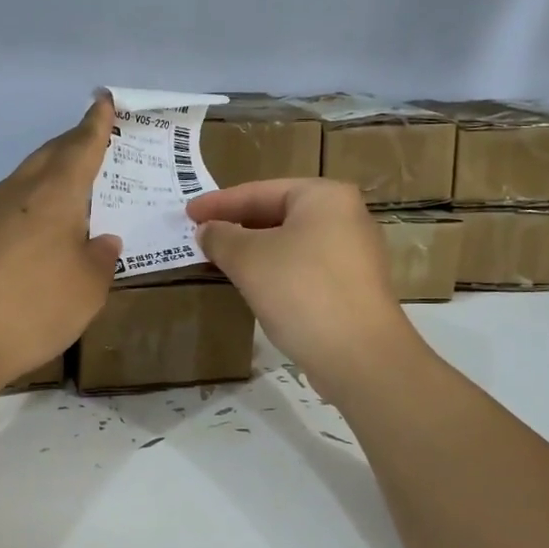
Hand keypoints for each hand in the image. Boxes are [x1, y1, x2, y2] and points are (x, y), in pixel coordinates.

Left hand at [0, 97, 121, 392]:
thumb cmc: (31, 311)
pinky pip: (4, 207)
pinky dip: (27, 207)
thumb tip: (101, 240)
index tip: (103, 100)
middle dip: (72, 143)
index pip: (80, 148)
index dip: (95, 124)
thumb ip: (100, 259)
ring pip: (22, 180)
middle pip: (47, 156)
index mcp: (53, 196)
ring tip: (67, 192)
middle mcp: (16, 193)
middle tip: (92, 139)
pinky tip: (31, 234)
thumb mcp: (87, 291)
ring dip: (47, 176)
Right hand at [187, 178, 418, 398]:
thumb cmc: (301, 291)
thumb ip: (221, 237)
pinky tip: (255, 285)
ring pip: (292, 242)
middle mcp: (346, 216)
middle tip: (202, 235)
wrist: (360, 356)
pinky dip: (276, 270)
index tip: (188, 213)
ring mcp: (354, 253)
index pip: (260, 191)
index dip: (219, 203)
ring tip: (221, 259)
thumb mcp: (248, 259)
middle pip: (279, 213)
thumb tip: (207, 230)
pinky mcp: (354, 287)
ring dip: (256, 250)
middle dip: (238, 225)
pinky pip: (305, 267)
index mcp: (324, 196)